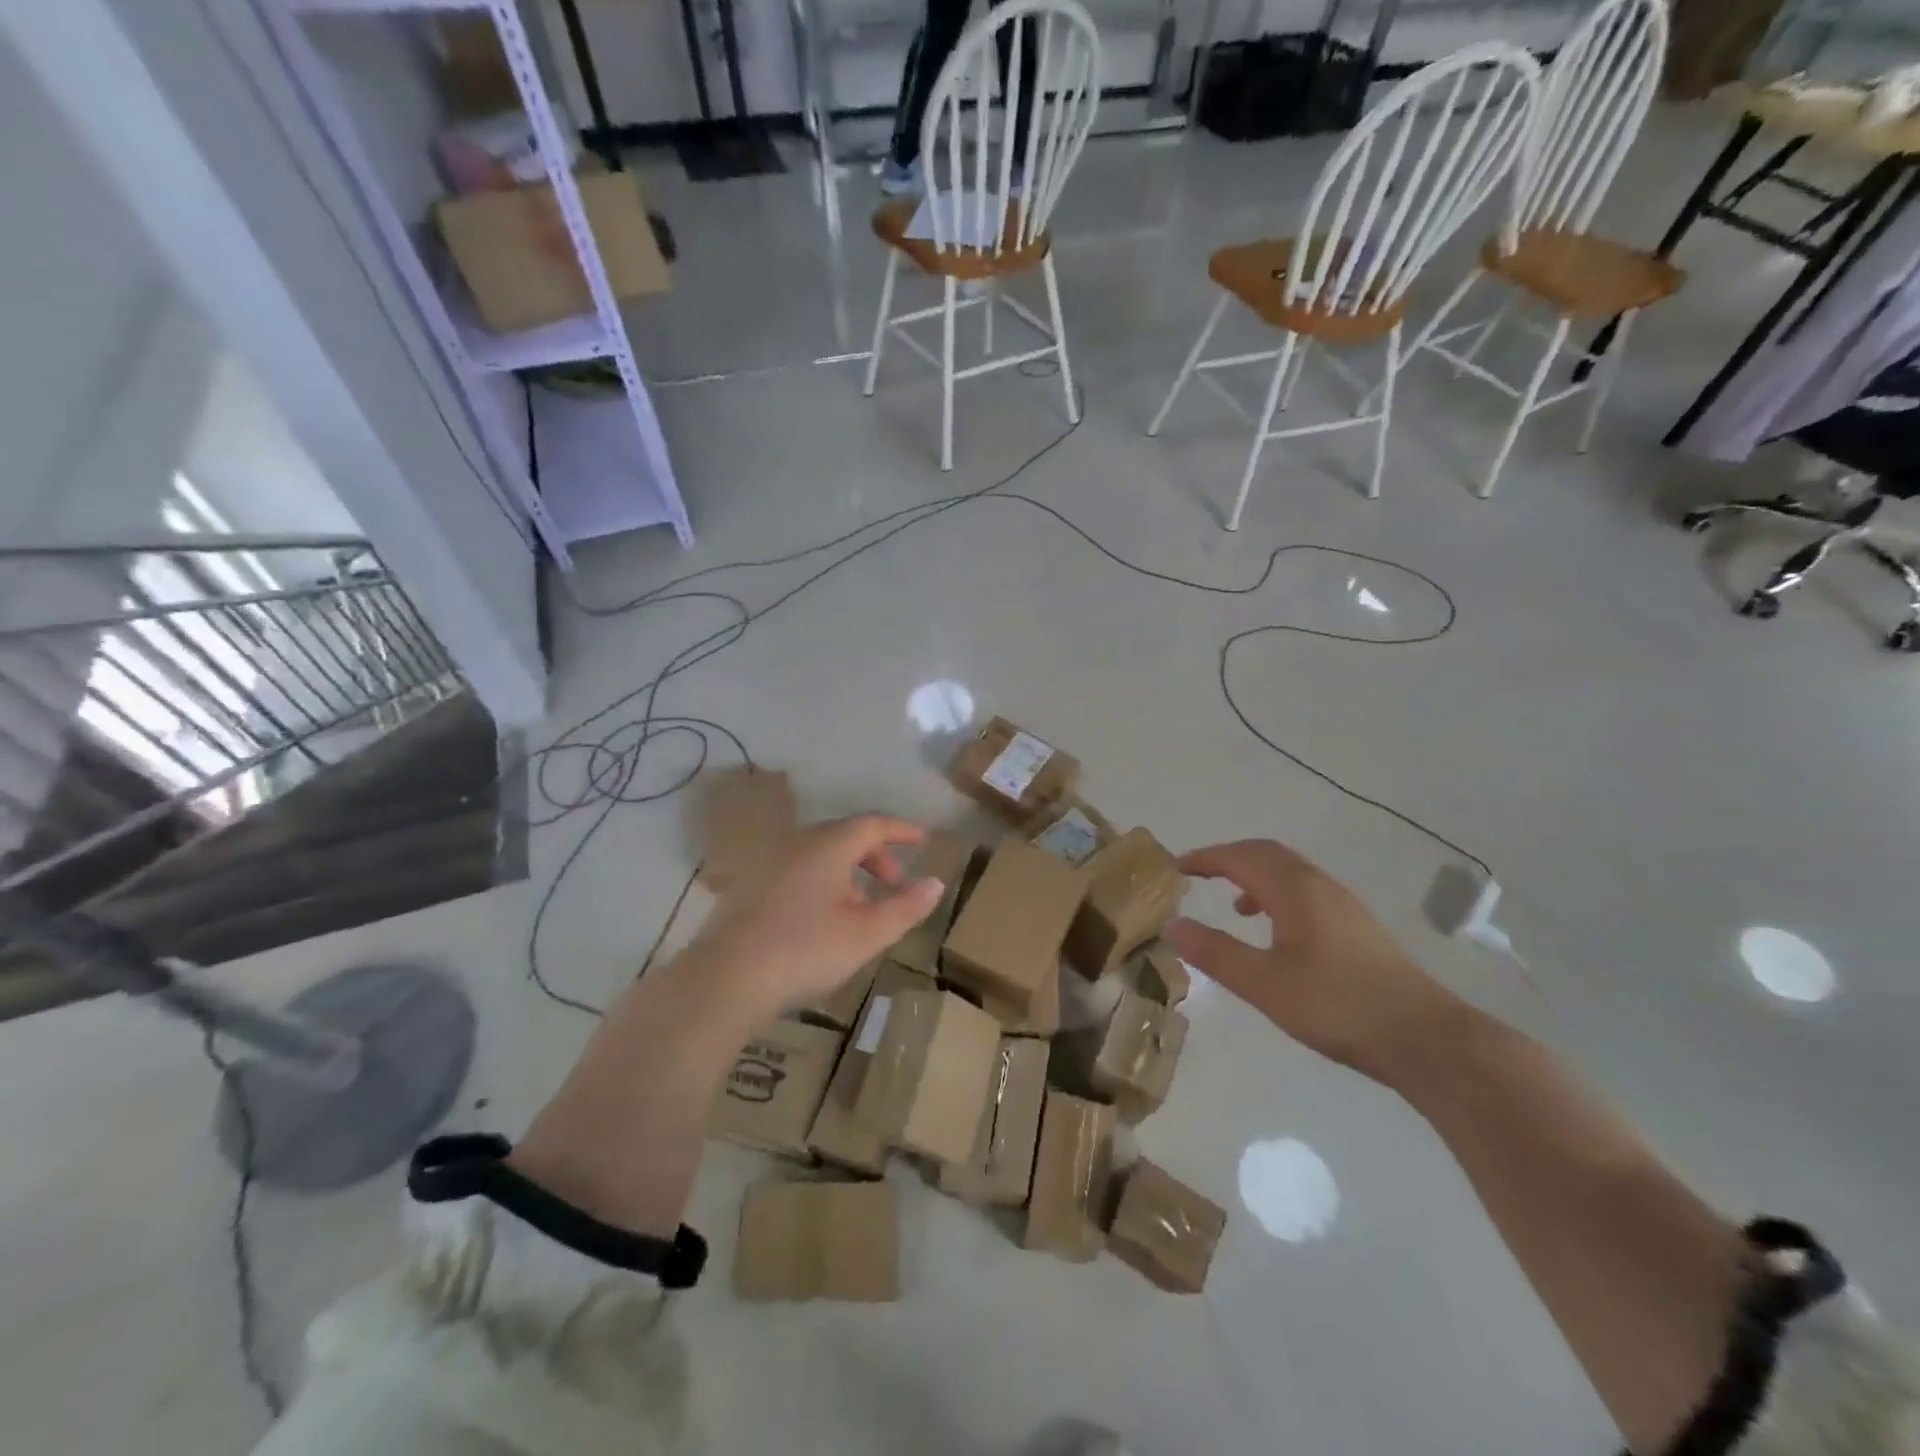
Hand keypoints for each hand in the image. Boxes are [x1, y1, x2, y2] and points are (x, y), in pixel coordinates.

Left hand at [689, 814, 943, 1016]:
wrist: (724, 979)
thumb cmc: (804, 951)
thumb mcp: (866, 934)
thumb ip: (905, 907)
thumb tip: (935, 883)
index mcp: (828, 846)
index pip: (873, 824)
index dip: (901, 830)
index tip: (923, 839)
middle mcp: (797, 844)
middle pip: (845, 835)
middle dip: (875, 854)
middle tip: (894, 881)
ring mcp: (769, 864)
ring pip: (820, 854)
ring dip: (849, 871)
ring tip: (862, 905)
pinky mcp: (749, 887)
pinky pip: (798, 869)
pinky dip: (822, 881)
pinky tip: (822, 917)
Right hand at [1164, 839, 1460, 1081]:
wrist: (1424, 1038)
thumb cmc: (1336, 1005)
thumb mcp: (1264, 983)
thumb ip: (1215, 953)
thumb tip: (1173, 925)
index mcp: (1295, 891)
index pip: (1240, 857)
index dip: (1205, 858)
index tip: (1176, 867)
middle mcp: (1319, 886)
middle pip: (1267, 854)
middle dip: (1229, 859)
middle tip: (1198, 875)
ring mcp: (1344, 905)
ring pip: (1290, 872)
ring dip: (1255, 876)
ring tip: (1233, 904)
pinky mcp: (1358, 927)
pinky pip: (1307, 892)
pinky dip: (1278, 895)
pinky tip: (1277, 931)